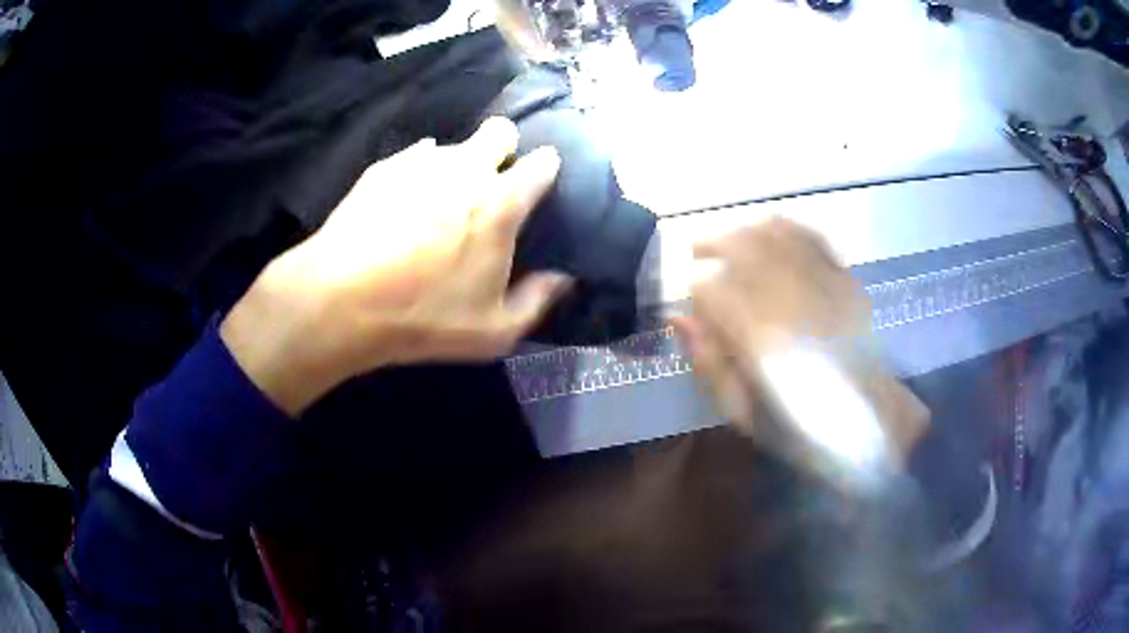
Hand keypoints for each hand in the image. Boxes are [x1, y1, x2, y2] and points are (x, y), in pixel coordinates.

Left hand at [221, 118, 572, 414]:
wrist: (341, 300)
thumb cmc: (424, 317)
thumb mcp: (494, 330)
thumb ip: (538, 300)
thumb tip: (563, 277)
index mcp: (500, 203)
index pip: (542, 164)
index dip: (546, 168)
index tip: (540, 181)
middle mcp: (466, 169)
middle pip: (499, 131)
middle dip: (504, 147)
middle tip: (491, 181)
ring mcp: (420, 163)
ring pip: (453, 146)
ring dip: (456, 165)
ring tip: (437, 203)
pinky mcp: (383, 168)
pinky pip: (413, 157)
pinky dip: (417, 174)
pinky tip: (402, 205)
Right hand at [671, 218, 927, 468]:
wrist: (870, 422)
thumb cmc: (802, 428)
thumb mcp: (744, 415)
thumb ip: (710, 366)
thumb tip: (680, 320)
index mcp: (762, 343)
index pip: (713, 291)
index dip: (695, 289)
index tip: (690, 298)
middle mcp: (792, 303)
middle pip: (743, 247)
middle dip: (713, 242)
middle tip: (697, 250)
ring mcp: (823, 287)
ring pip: (775, 235)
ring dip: (745, 229)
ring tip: (730, 238)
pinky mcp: (845, 281)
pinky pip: (812, 238)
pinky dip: (787, 227)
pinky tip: (771, 230)